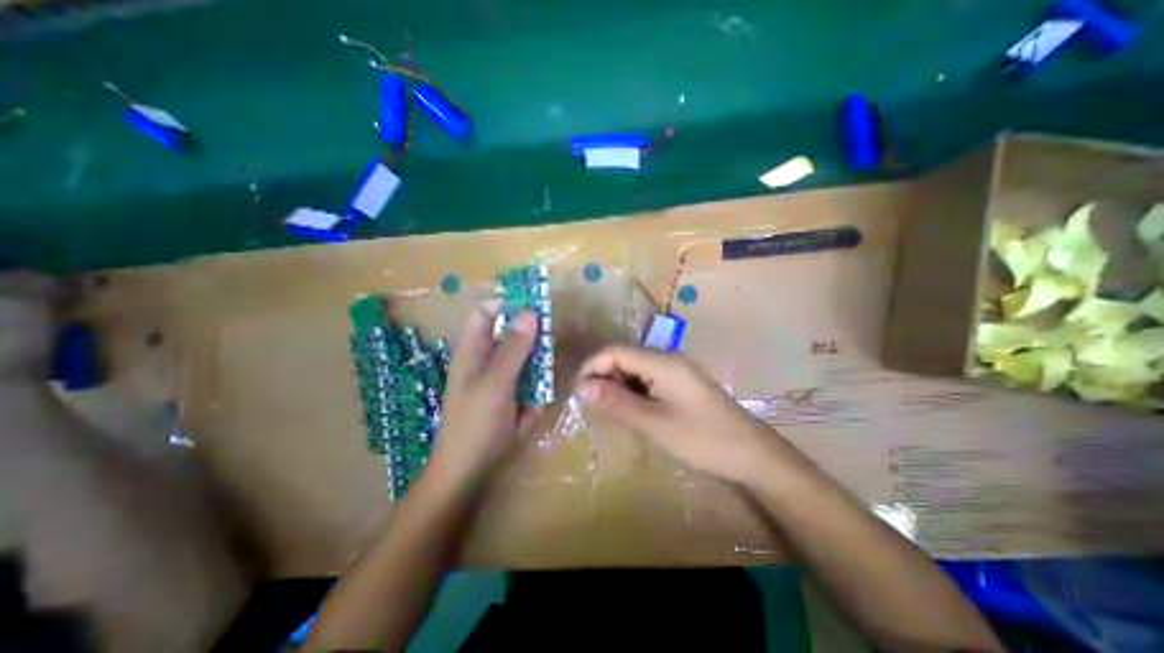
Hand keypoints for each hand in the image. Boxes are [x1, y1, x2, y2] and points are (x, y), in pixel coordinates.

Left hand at [435, 304, 542, 479]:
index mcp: (473, 350)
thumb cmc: (476, 423)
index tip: (537, 307)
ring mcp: (498, 379)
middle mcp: (485, 359)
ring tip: (535, 393)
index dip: (508, 304)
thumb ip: (514, 347)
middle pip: (510, 334)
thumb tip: (530, 312)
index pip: (487, 312)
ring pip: (524, 359)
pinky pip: (527, 383)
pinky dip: (532, 394)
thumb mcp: (496, 382)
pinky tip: (528, 414)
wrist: (468, 472)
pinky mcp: (509, 396)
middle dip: (531, 341)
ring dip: (535, 372)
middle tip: (546, 353)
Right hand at [580, 348, 791, 484]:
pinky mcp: (680, 382)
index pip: (615, 351)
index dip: (592, 367)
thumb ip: (617, 402)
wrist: (752, 454)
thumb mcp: (654, 423)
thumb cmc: (703, 439)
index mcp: (662, 361)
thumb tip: (581, 387)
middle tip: (591, 406)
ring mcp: (676, 369)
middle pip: (624, 357)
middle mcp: (668, 358)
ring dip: (617, 385)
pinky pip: (647, 378)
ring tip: (607, 410)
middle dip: (603, 377)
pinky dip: (632, 391)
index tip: (577, 392)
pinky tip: (630, 409)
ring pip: (634, 368)